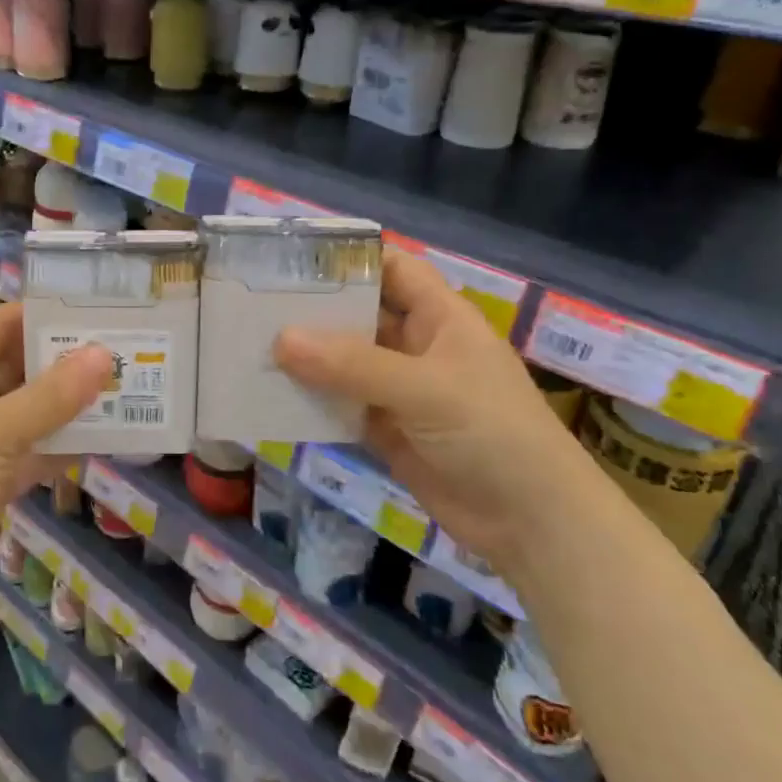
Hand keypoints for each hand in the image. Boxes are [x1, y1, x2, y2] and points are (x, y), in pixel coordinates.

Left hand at [0, 303, 110, 632]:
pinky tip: (106, 441)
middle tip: (125, 353)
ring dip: (70, 407)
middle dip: (66, 363)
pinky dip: (61, 449)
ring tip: (126, 391)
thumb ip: (51, 395)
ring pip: (29, 414)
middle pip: (18, 369)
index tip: (96, 311)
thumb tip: (102, 354)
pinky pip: (30, 455)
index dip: (43, 315)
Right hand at [273, 251, 604, 578]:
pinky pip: (341, 404)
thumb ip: (353, 364)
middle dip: (314, 309)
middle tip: (253, 302)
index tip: (294, 257)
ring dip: (306, 357)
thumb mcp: (425, 388)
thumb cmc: (492, 433)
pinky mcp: (386, 429)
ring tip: (249, 344)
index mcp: (440, 317)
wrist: (532, 523)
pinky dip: (311, 400)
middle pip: (360, 314)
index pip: (393, 269)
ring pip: (345, 362)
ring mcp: (400, 390)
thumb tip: (281, 339)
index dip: (351, 258)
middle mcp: (417, 346)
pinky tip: (270, 394)